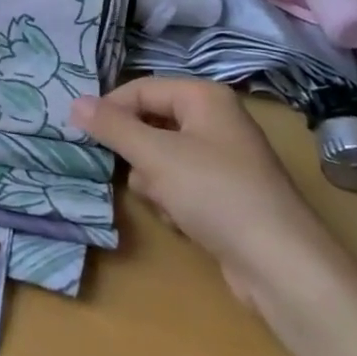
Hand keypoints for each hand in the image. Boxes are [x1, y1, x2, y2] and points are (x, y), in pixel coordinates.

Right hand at [69, 78, 349, 305]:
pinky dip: (173, 199)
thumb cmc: (216, 194)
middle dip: (137, 151)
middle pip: (152, 122)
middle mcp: (216, 119)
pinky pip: (182, 183)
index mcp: (204, 97)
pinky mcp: (226, 194)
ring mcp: (224, 158)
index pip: (141, 89)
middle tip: (125, 170)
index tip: (83, 134)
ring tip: (163, 201)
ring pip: (163, 156)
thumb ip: (113, 127)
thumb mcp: (156, 156)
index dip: (111, 109)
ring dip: (153, 180)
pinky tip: (180, 220)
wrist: (282, 267)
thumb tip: (74, 102)